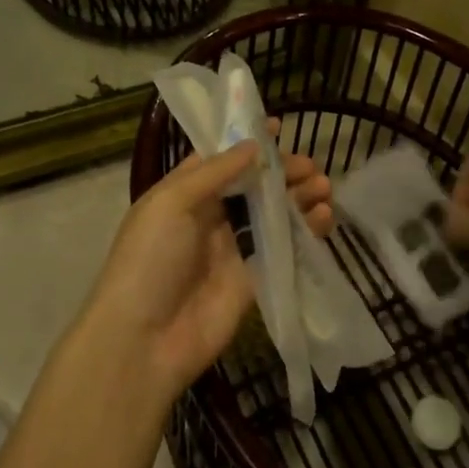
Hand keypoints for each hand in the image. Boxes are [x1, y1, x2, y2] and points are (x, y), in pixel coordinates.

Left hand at [80, 135, 333, 398]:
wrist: (144, 340)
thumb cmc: (149, 259)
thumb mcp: (171, 202)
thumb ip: (216, 172)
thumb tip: (253, 145)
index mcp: (182, 194)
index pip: (218, 160)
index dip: (247, 143)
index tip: (279, 127)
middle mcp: (207, 218)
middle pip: (252, 186)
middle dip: (281, 172)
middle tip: (311, 166)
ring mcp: (231, 250)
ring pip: (272, 215)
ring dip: (298, 198)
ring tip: (324, 186)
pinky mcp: (253, 280)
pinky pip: (283, 249)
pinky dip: (305, 232)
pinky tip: (324, 218)